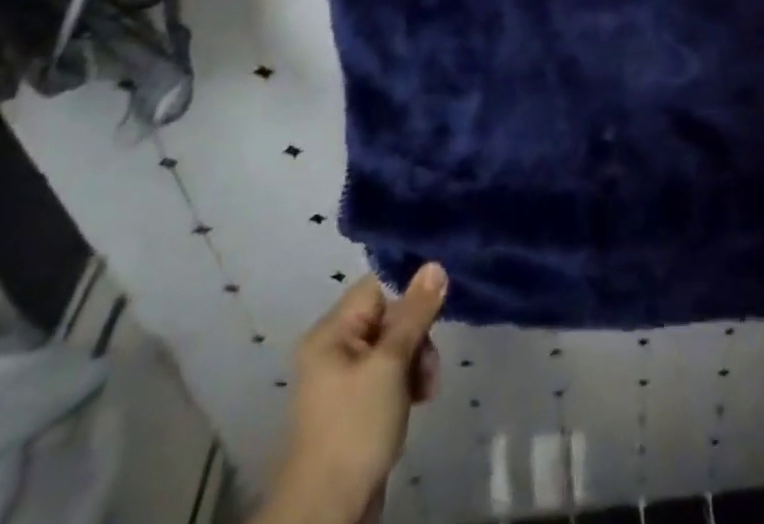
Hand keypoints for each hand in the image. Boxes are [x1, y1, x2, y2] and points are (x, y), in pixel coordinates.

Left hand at [255, 264, 447, 523]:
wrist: (328, 512)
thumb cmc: (356, 427)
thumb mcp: (391, 364)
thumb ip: (415, 313)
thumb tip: (435, 264)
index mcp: (331, 332)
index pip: (377, 287)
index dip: (408, 296)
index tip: (432, 317)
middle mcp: (333, 349)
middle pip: (388, 317)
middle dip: (416, 338)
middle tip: (428, 368)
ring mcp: (343, 380)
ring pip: (393, 348)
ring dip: (415, 363)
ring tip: (426, 391)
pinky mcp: (355, 406)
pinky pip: (388, 376)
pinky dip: (405, 384)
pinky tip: (417, 401)